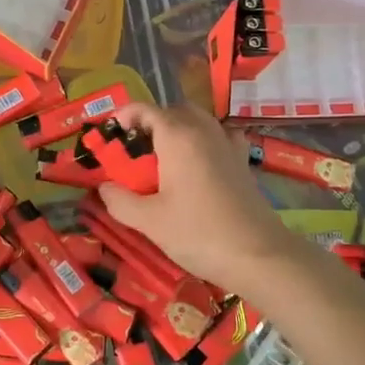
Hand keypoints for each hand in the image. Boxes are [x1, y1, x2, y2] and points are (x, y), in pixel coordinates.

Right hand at [98, 103, 301, 291]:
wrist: (259, 255)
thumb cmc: (199, 233)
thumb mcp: (149, 221)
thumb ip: (120, 201)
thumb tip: (104, 187)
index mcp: (177, 137)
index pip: (144, 110)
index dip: (122, 116)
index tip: (107, 137)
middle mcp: (203, 131)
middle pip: (172, 111)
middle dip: (149, 124)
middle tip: (132, 153)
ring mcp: (227, 144)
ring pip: (196, 121)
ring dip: (175, 131)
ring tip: (161, 161)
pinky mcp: (242, 162)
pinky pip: (217, 138)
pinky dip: (202, 142)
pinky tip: (196, 166)